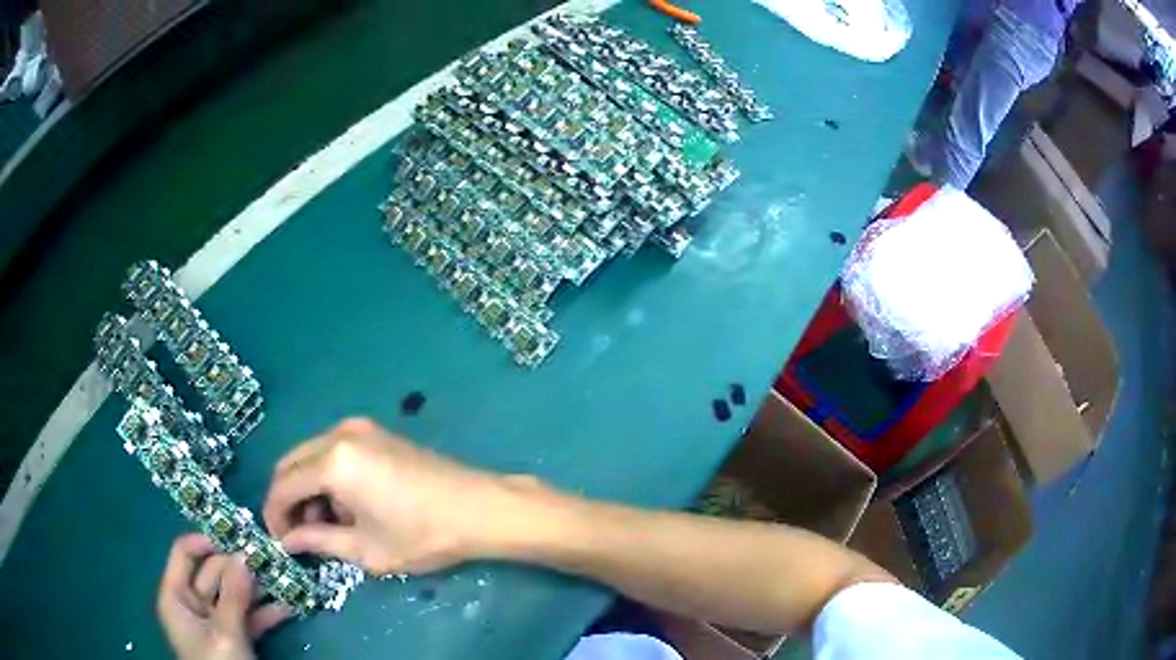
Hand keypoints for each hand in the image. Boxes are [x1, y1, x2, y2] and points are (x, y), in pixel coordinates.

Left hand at [157, 535, 291, 659]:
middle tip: (271, 557)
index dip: (206, 541)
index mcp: (176, 595)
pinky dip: (267, 612)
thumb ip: (233, 596)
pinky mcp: (236, 637)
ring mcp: (216, 621)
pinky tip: (289, 605)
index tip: (236, 537)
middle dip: (242, 566)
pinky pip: (250, 617)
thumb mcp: (224, 633)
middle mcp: (193, 602)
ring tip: (285, 578)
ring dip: (260, 589)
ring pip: (236, 595)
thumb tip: (245, 555)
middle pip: (214, 572)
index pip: (185, 553)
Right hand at [263, 418, 547, 575]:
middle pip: (292, 464)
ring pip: (312, 456)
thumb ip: (318, 541)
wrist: (481, 509)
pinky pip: (334, 451)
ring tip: (324, 526)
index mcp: (333, 461)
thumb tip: (289, 541)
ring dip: (308, 488)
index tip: (279, 541)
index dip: (275, 515)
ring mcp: (360, 428)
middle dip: (288, 499)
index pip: (283, 486)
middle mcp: (340, 434)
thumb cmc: (423, 535)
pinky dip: (327, 476)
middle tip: (297, 535)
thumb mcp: (365, 549)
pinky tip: (345, 506)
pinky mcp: (377, 432)